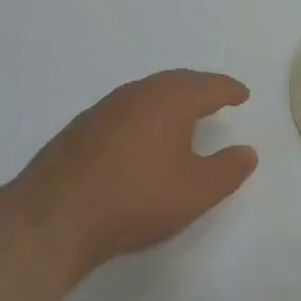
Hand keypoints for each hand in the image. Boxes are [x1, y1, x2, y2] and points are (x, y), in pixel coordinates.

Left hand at [0, 70, 257, 285]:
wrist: (53, 217)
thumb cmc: (136, 199)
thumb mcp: (196, 191)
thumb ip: (227, 170)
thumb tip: (247, 151)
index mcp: (170, 99)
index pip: (209, 86)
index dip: (229, 89)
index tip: (242, 94)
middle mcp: (138, 93)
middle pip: (177, 82)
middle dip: (200, 89)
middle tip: (216, 98)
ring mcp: (104, 108)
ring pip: (147, 94)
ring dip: (170, 101)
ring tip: (183, 117)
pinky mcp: (80, 129)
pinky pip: (125, 111)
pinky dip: (144, 116)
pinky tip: (142, 138)